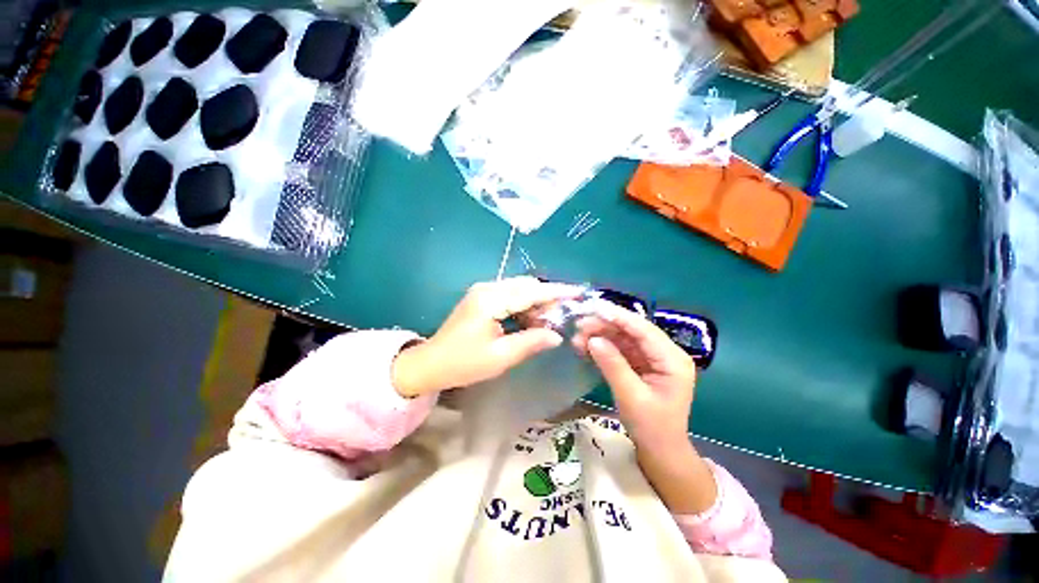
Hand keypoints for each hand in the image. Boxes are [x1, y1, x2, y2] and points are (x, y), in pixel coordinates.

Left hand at [392, 277, 582, 397]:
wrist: (430, 364)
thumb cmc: (463, 363)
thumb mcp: (500, 357)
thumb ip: (531, 342)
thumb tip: (557, 335)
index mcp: (491, 300)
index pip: (531, 291)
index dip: (557, 292)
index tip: (579, 292)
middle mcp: (488, 288)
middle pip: (526, 285)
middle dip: (549, 296)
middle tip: (567, 312)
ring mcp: (483, 291)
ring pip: (519, 289)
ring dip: (537, 301)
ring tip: (552, 319)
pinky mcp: (482, 298)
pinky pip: (510, 296)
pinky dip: (524, 305)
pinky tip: (532, 319)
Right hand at [572, 302, 696, 452]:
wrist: (660, 450)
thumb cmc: (651, 427)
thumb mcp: (631, 397)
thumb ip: (613, 366)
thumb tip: (593, 339)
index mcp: (673, 359)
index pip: (643, 330)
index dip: (618, 317)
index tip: (593, 308)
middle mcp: (665, 352)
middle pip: (632, 330)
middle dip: (605, 326)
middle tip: (578, 327)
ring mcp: (652, 357)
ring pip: (623, 337)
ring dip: (600, 335)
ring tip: (577, 339)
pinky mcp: (641, 363)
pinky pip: (620, 348)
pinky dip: (603, 346)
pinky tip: (585, 347)